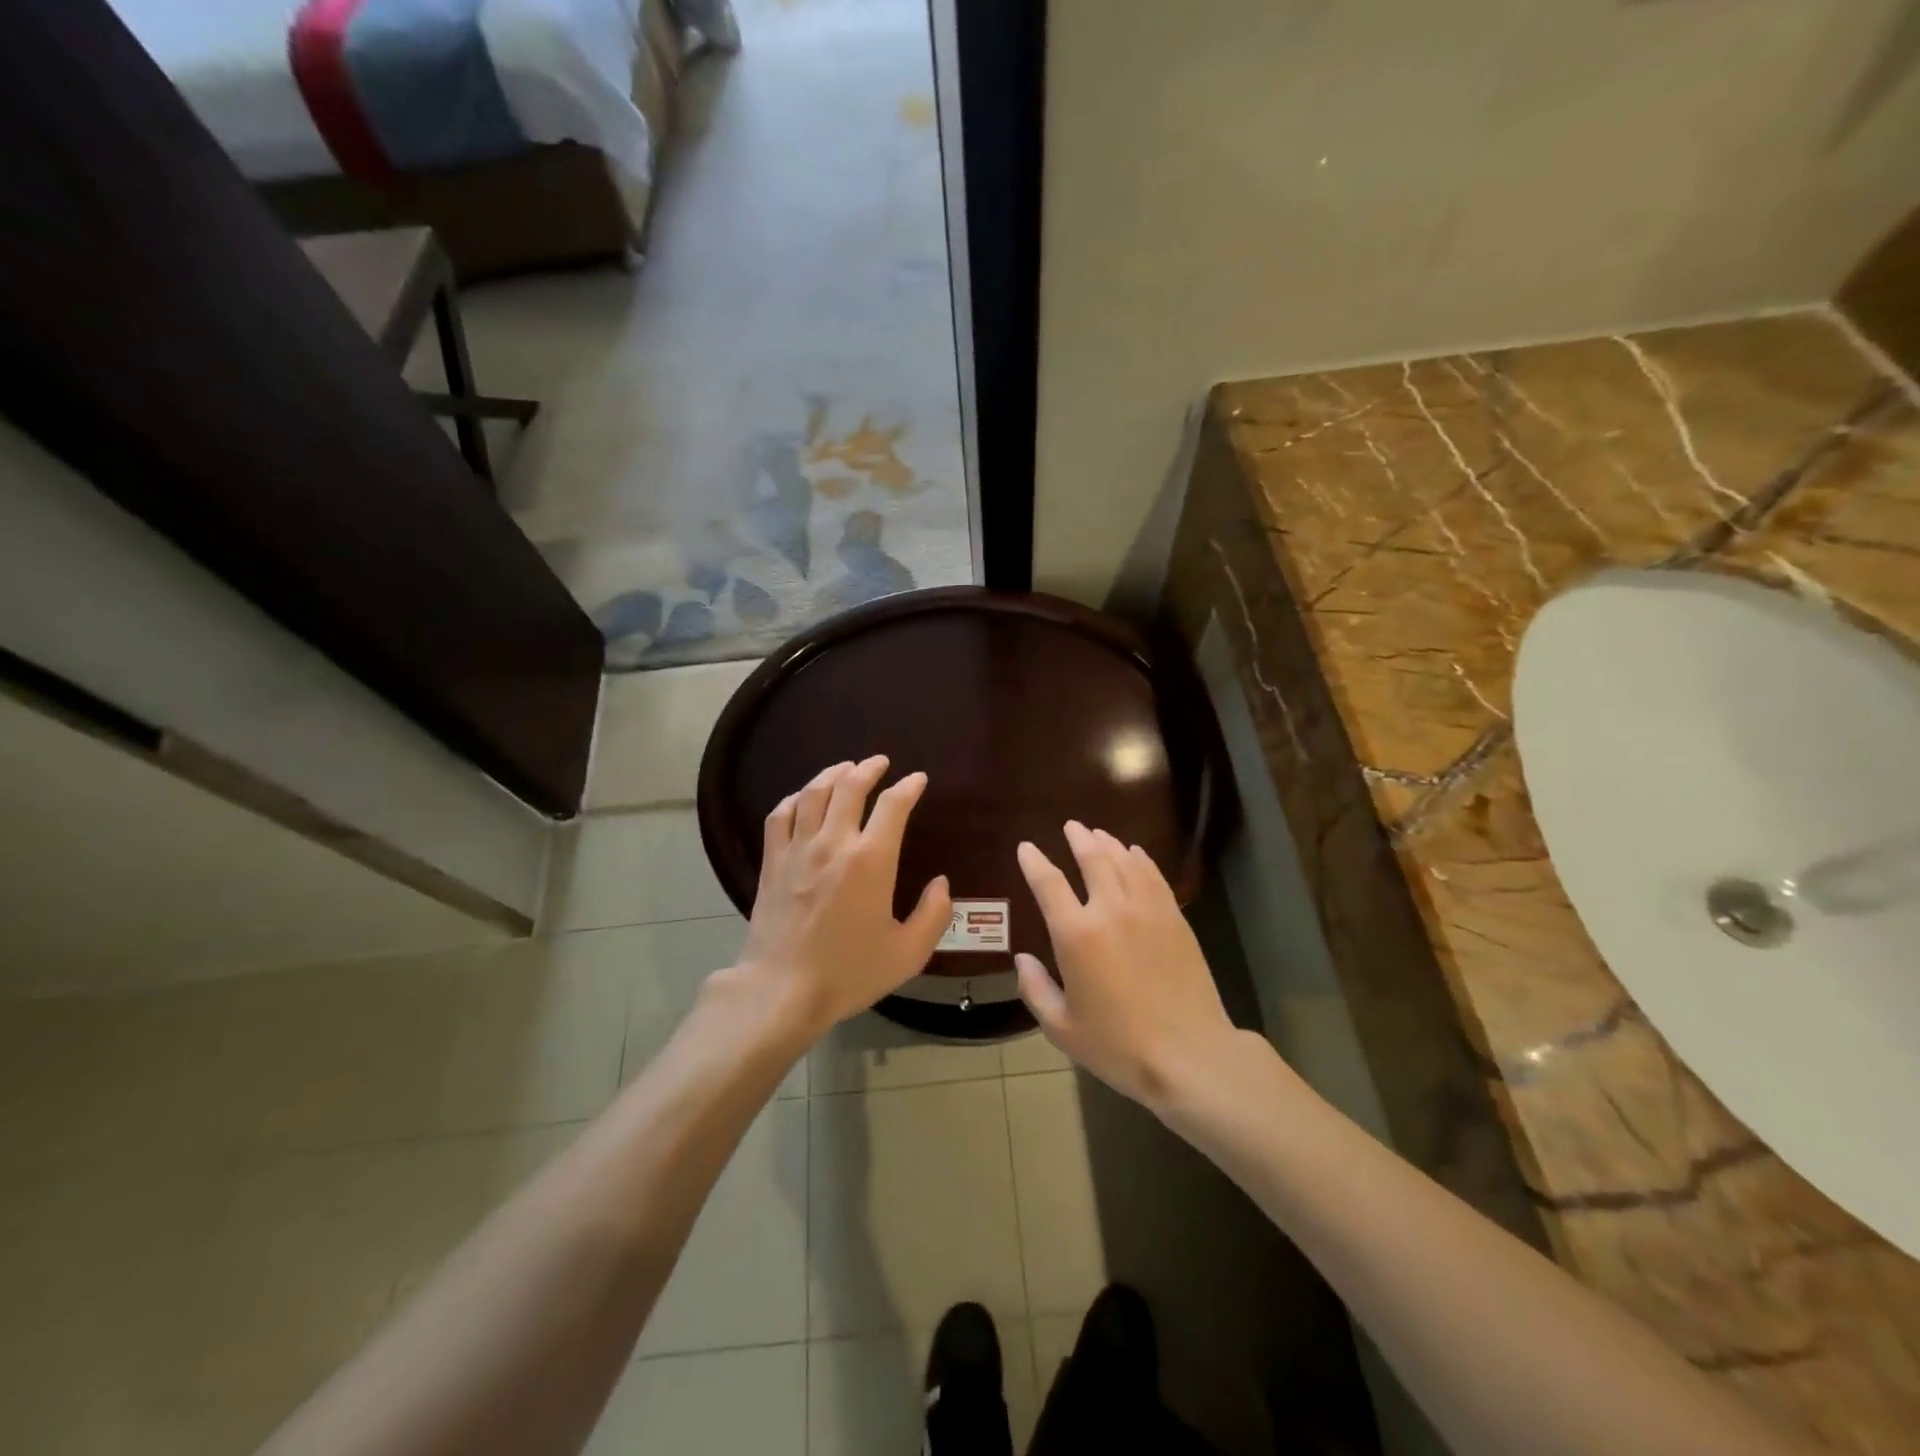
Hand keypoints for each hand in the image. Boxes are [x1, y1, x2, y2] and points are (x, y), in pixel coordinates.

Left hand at [734, 755, 951, 1040]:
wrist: (782, 991)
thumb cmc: (849, 973)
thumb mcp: (907, 953)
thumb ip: (933, 915)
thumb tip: (940, 883)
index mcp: (871, 861)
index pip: (893, 806)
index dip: (908, 787)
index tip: (918, 780)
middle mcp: (834, 843)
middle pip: (850, 786)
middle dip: (869, 768)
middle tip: (881, 762)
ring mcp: (798, 850)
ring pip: (813, 793)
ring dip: (832, 774)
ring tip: (845, 768)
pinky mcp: (772, 862)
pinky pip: (780, 816)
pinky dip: (794, 798)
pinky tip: (802, 798)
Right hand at [1014, 822, 1238, 1110]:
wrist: (1189, 1055)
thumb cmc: (1118, 1046)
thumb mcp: (1062, 1028)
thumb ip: (1035, 989)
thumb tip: (1022, 960)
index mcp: (1076, 935)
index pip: (1049, 883)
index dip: (1034, 861)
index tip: (1026, 848)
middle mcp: (1110, 910)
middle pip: (1092, 858)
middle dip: (1078, 838)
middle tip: (1071, 827)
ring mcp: (1147, 910)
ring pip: (1124, 861)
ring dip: (1108, 843)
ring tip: (1098, 834)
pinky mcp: (1174, 918)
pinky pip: (1153, 876)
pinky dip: (1140, 859)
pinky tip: (1134, 854)